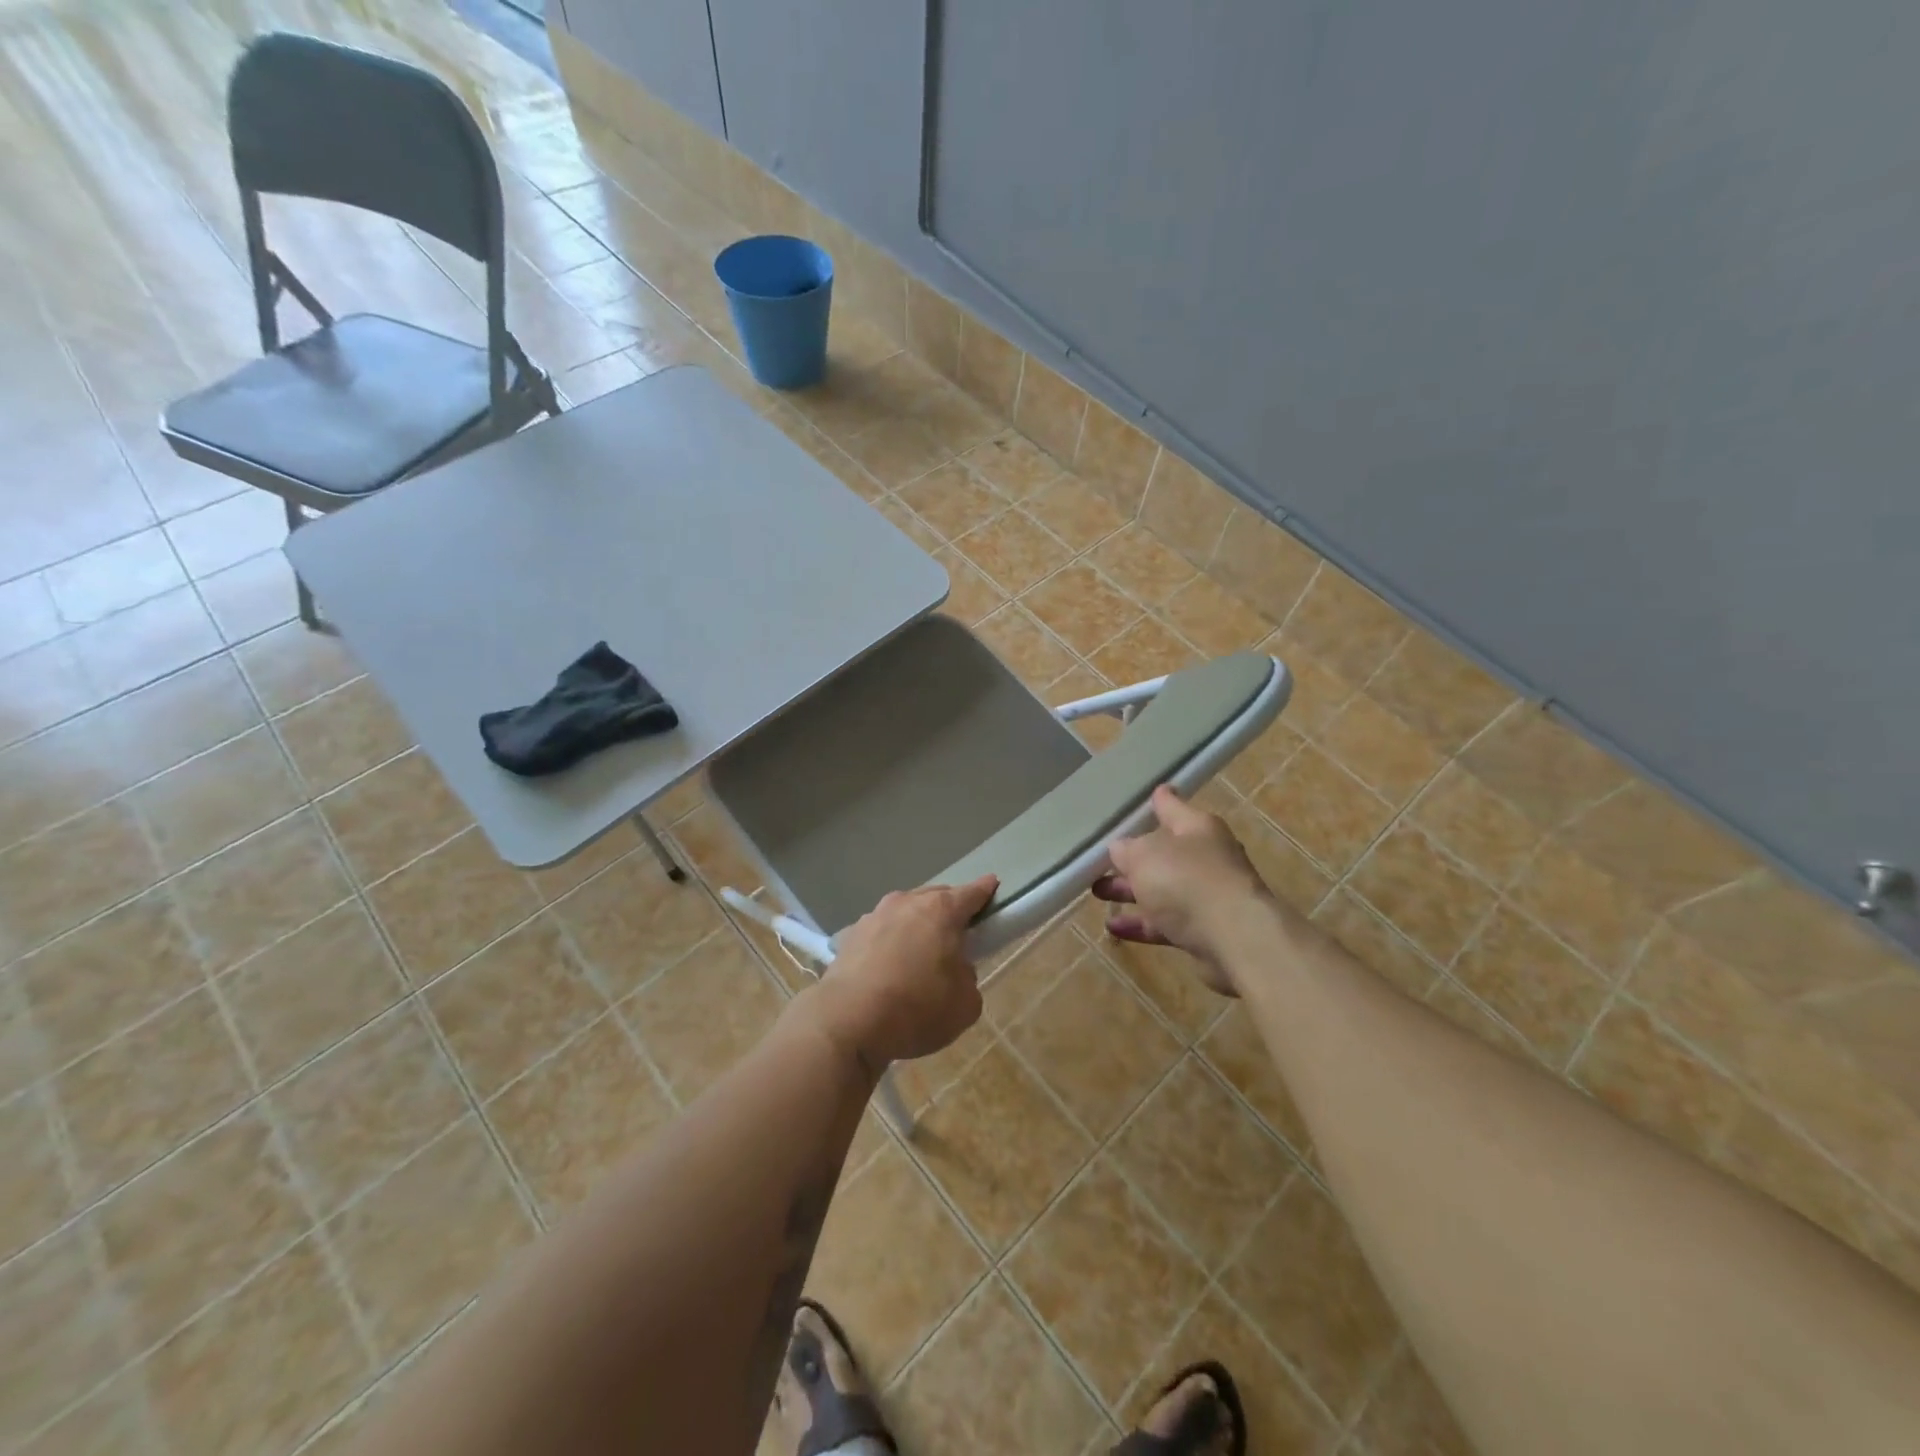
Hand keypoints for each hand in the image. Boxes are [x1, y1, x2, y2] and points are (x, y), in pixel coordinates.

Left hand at [802, 874, 997, 1071]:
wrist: (847, 1021)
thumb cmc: (916, 1009)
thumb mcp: (965, 1004)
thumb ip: (968, 979)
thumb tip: (955, 971)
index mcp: (941, 911)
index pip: (972, 892)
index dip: (985, 891)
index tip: (993, 887)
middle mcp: (907, 903)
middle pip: (936, 897)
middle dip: (949, 910)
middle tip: (958, 934)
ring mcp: (874, 916)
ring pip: (904, 912)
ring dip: (915, 925)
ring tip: (919, 954)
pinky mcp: (850, 936)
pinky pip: (879, 932)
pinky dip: (888, 943)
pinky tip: (887, 967)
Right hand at [1095, 785, 1275, 994]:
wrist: (1234, 937)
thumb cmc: (1185, 880)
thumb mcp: (1144, 855)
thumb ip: (1127, 849)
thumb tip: (1121, 848)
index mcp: (1196, 827)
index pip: (1171, 806)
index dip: (1157, 800)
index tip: (1151, 792)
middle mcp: (1206, 856)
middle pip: (1164, 852)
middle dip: (1132, 857)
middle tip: (1102, 859)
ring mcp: (1208, 894)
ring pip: (1162, 888)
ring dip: (1131, 891)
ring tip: (1098, 891)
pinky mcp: (1205, 929)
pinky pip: (1166, 921)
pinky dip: (1141, 923)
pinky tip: (1114, 928)